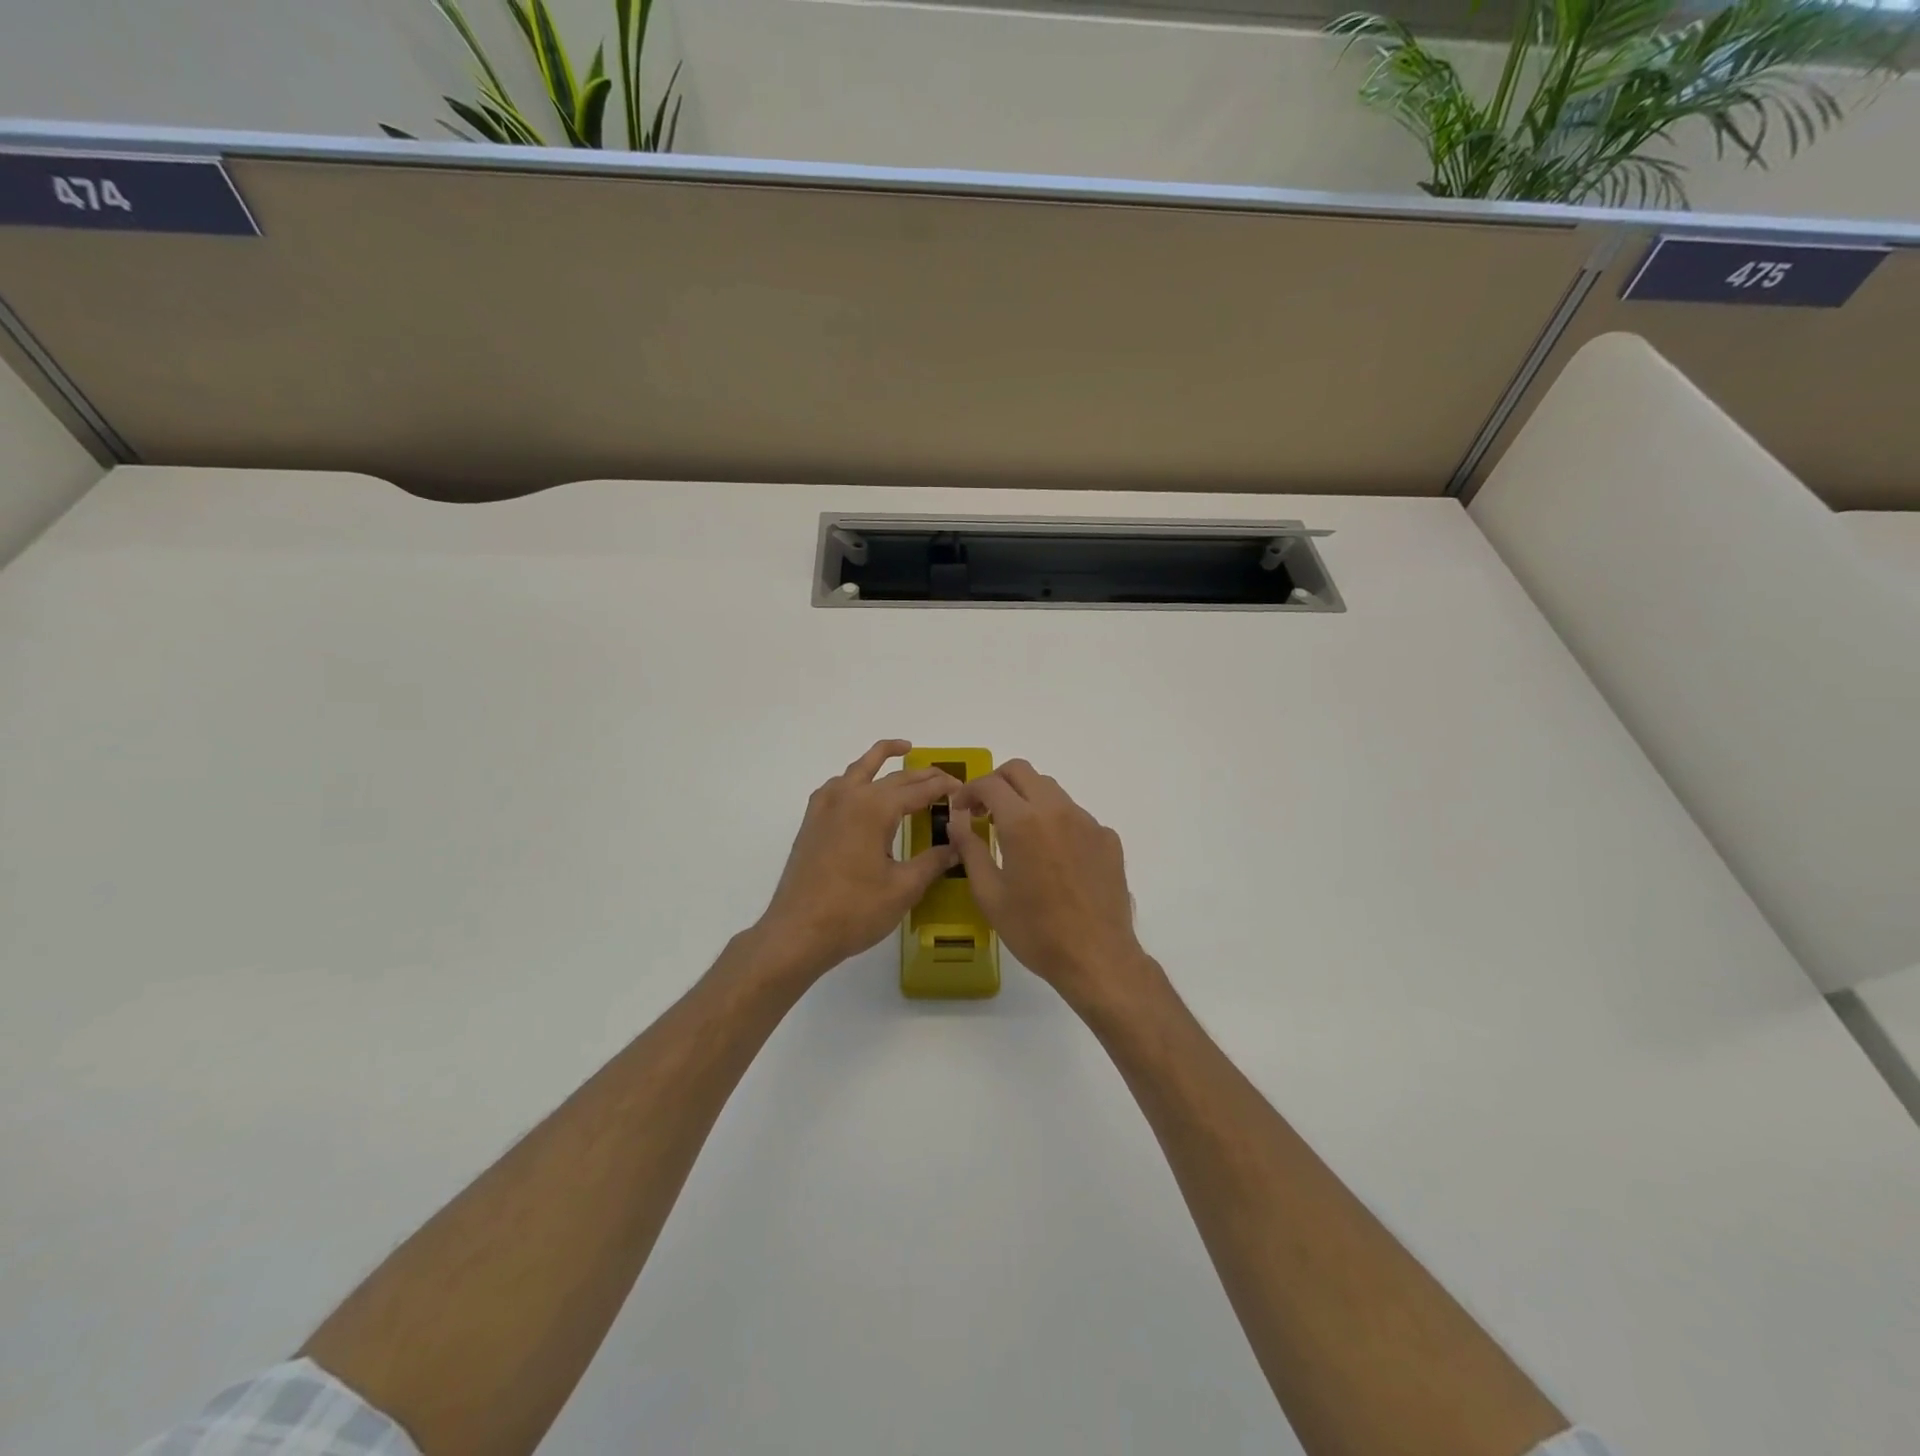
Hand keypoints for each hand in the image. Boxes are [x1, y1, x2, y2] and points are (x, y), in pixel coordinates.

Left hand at [754, 740, 963, 980]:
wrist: (797, 932)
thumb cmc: (854, 911)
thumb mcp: (903, 888)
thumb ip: (933, 862)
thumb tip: (957, 846)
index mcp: (874, 808)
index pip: (918, 789)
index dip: (943, 787)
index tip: (963, 788)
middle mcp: (849, 797)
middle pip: (893, 776)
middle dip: (922, 774)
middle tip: (945, 777)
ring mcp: (825, 807)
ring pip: (858, 769)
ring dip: (881, 758)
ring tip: (902, 751)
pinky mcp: (812, 822)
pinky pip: (836, 786)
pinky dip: (854, 778)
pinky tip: (860, 790)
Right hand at [948, 760, 1162, 1012]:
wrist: (1097, 957)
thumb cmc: (1035, 930)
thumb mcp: (989, 895)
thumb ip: (970, 850)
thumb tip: (957, 822)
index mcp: (1023, 822)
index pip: (990, 783)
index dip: (969, 791)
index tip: (961, 810)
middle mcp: (1057, 810)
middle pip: (1022, 771)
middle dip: (997, 783)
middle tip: (985, 811)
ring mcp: (1087, 821)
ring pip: (1051, 790)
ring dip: (1027, 800)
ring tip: (1017, 834)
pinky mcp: (1107, 838)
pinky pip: (1075, 816)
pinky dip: (1055, 823)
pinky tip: (1053, 858)